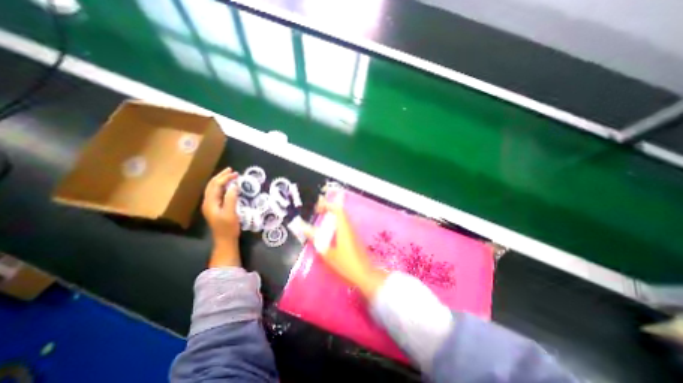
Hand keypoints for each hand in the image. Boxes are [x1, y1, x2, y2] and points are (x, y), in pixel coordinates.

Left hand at [200, 166, 240, 267]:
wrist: (224, 240)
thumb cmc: (228, 227)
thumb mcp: (231, 213)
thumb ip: (231, 198)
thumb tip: (234, 185)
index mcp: (210, 202)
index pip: (216, 185)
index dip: (225, 178)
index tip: (236, 174)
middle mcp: (208, 202)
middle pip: (212, 185)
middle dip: (221, 176)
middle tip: (232, 170)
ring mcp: (210, 205)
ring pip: (213, 188)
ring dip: (221, 180)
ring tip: (230, 175)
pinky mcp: (215, 208)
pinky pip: (217, 193)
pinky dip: (222, 187)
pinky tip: (228, 186)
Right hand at [308, 197, 385, 298]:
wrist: (365, 275)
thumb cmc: (346, 264)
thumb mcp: (328, 253)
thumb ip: (316, 239)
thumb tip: (303, 227)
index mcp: (344, 227)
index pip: (337, 209)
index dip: (327, 205)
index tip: (317, 208)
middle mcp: (350, 227)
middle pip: (340, 212)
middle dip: (328, 210)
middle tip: (317, 213)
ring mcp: (353, 233)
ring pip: (342, 219)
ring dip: (332, 218)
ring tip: (321, 222)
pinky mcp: (354, 239)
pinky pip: (344, 226)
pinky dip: (336, 225)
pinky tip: (329, 234)